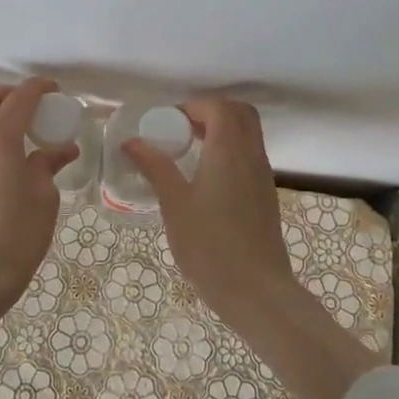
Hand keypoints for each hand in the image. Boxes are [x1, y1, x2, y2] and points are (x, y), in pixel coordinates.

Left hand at [0, 78, 79, 346]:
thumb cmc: (13, 239)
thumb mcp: (43, 200)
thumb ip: (47, 166)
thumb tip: (58, 150)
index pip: (20, 98)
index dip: (40, 88)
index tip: (57, 90)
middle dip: (11, 95)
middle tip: (36, 108)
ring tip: (25, 136)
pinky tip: (9, 160)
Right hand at [121, 98, 294, 325]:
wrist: (257, 292)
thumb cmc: (210, 245)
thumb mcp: (174, 204)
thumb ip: (155, 168)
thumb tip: (132, 142)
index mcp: (229, 150)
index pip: (218, 107)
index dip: (193, 106)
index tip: (168, 123)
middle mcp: (252, 155)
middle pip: (240, 113)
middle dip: (211, 112)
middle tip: (182, 130)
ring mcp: (263, 176)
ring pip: (248, 135)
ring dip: (222, 131)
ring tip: (189, 152)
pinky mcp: (266, 196)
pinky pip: (250, 156)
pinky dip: (230, 152)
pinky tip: (207, 179)